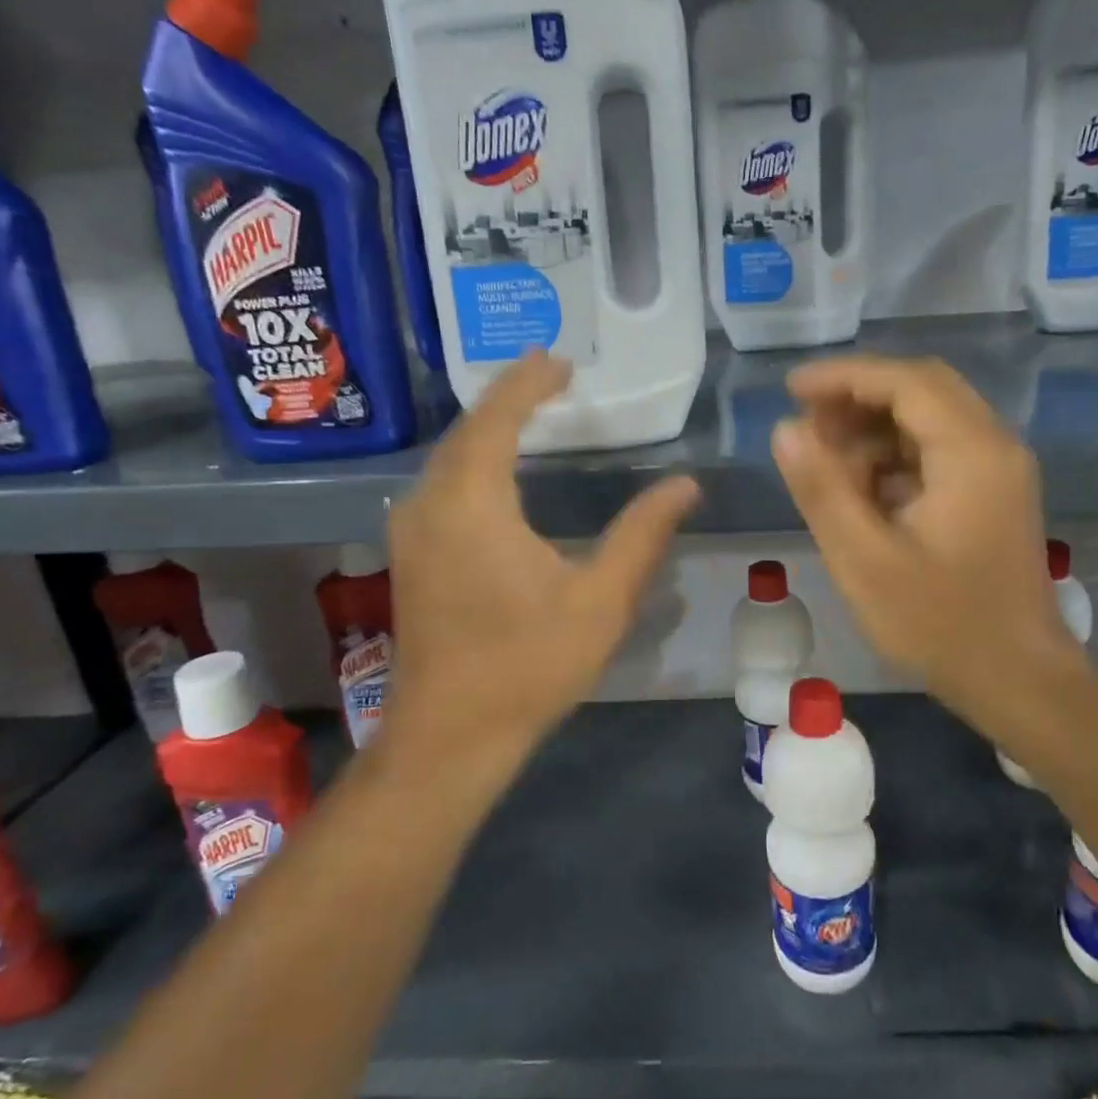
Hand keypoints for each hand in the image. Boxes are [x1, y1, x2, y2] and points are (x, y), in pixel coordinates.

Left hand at [381, 353, 698, 791]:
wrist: (450, 736)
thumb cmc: (528, 665)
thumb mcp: (600, 599)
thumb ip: (642, 534)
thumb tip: (685, 485)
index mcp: (472, 502)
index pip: (497, 417)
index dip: (530, 383)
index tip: (562, 361)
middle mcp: (430, 503)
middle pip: (468, 429)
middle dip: (509, 398)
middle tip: (554, 378)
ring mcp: (412, 529)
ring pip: (450, 456)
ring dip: (489, 427)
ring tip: (532, 411)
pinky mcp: (412, 553)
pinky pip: (442, 483)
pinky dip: (474, 459)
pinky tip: (500, 469)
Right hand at [770, 355, 1091, 728]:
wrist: (1019, 680)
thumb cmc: (940, 624)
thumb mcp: (864, 560)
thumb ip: (822, 489)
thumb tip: (785, 429)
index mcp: (971, 452)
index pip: (905, 381)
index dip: (843, 375)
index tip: (790, 389)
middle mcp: (993, 445)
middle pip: (921, 389)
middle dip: (857, 398)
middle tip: (806, 426)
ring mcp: (998, 469)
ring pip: (928, 418)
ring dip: (873, 429)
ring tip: (825, 464)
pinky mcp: (992, 493)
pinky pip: (937, 450)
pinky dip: (894, 456)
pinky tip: (861, 492)